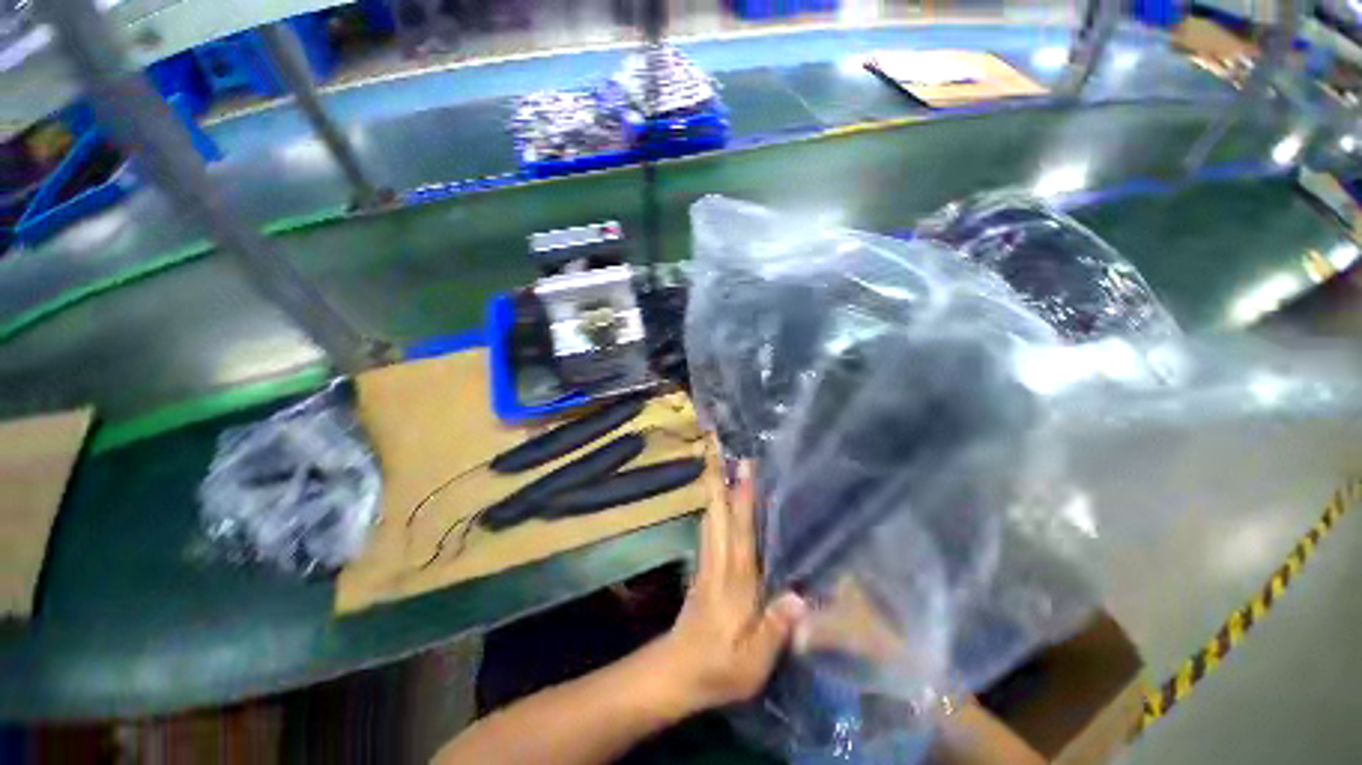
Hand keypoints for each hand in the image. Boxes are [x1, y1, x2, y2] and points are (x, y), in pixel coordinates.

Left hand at [655, 452, 806, 713]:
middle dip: (719, 479)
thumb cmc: (717, 668)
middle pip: (719, 512)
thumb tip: (800, 596)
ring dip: (713, 488)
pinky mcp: (703, 569)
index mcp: (735, 580)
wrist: (675, 673)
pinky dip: (712, 508)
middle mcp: (720, 562)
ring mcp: (708, 563)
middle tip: (719, 448)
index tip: (744, 467)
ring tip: (717, 463)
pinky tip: (714, 501)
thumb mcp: (752, 662)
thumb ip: (775, 628)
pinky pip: (708, 529)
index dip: (743, 498)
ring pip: (710, 517)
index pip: (741, 530)